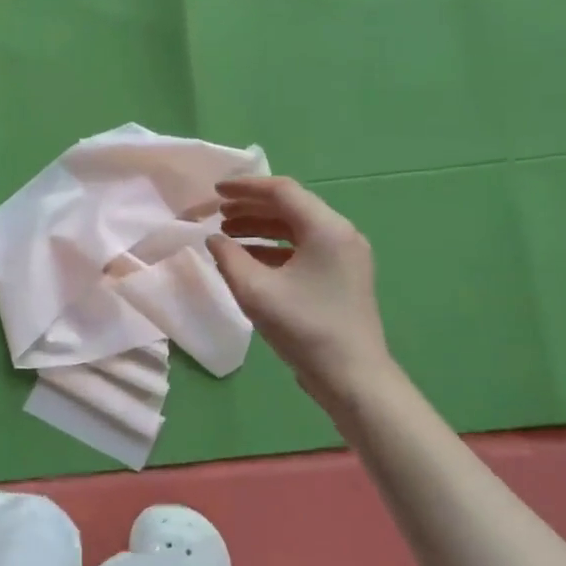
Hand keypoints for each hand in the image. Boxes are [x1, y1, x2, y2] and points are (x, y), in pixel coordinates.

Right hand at [206, 176, 394, 410]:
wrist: (351, 376)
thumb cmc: (304, 328)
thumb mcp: (256, 291)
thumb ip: (229, 258)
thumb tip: (214, 239)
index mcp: (326, 228)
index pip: (282, 191)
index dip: (245, 188)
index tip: (216, 190)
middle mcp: (341, 234)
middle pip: (291, 207)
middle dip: (251, 208)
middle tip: (217, 214)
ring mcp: (345, 256)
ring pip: (297, 229)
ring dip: (261, 228)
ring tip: (227, 235)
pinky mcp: (342, 276)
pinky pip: (304, 249)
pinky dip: (275, 249)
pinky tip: (249, 260)